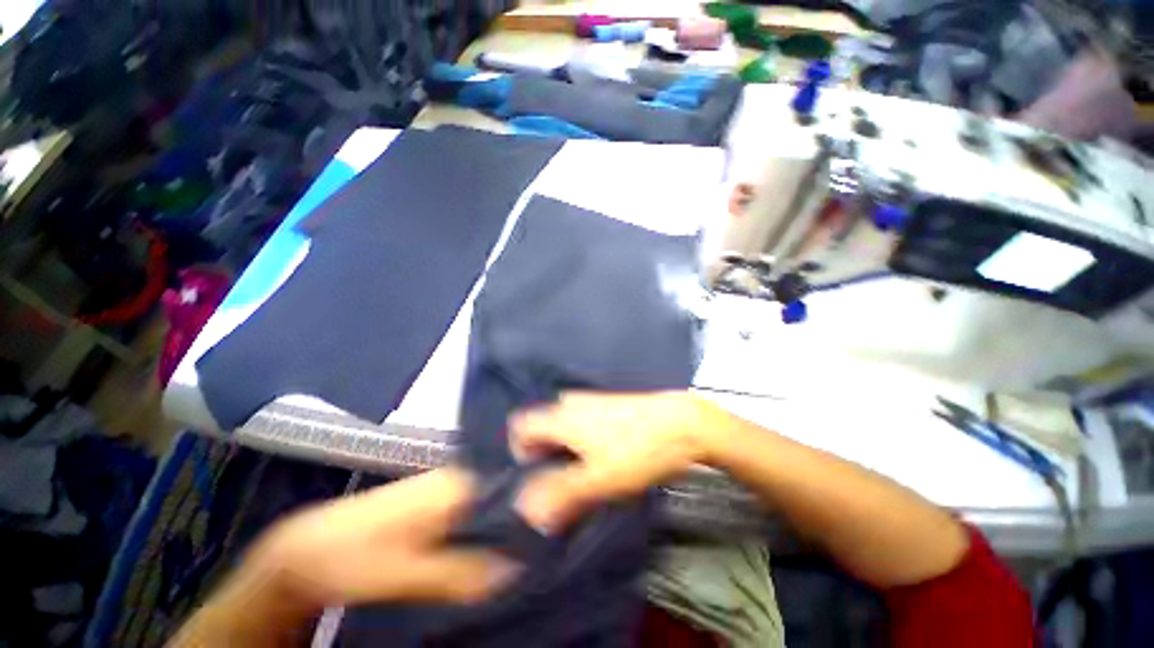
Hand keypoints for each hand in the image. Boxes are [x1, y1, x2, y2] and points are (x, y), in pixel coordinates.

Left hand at [251, 468, 519, 609]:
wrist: (308, 549)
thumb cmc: (354, 557)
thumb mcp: (407, 573)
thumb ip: (461, 572)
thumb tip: (514, 571)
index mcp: (457, 483)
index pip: (508, 496)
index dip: (524, 524)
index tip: (537, 552)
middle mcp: (457, 477)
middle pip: (498, 503)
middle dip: (510, 532)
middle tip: (522, 565)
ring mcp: (444, 487)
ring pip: (484, 511)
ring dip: (492, 538)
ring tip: (505, 564)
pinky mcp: (432, 501)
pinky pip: (467, 516)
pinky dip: (475, 537)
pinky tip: (477, 557)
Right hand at [510, 391, 727, 531]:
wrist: (681, 422)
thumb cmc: (637, 449)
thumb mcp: (599, 479)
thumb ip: (561, 495)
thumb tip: (527, 511)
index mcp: (561, 416)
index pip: (520, 425)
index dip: (520, 452)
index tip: (538, 476)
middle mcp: (570, 402)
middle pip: (541, 427)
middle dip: (545, 454)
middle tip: (564, 479)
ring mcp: (590, 400)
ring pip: (562, 425)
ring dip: (565, 448)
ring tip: (585, 470)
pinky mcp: (606, 404)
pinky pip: (580, 421)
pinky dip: (581, 440)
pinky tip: (603, 454)